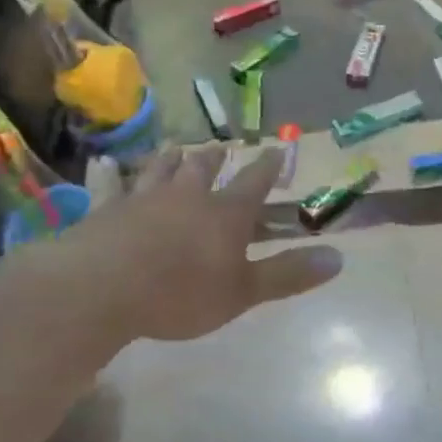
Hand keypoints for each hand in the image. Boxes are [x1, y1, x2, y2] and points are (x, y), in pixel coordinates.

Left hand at [66, 145, 343, 343]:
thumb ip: (287, 274)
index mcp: (224, 214)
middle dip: (215, 159)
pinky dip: (109, 175)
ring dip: (171, 159)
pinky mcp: (106, 210)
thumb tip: (338, 257)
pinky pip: (109, 186)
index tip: (276, 149)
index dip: (268, 166)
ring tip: (176, 148)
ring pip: (160, 169)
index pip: (254, 182)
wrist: (103, 288)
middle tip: (219, 149)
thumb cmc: (181, 293)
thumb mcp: (243, 292)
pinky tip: (104, 166)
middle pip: (204, 169)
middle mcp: (186, 196)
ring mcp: (143, 198)